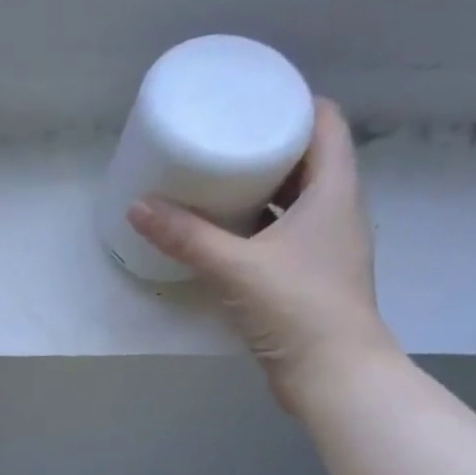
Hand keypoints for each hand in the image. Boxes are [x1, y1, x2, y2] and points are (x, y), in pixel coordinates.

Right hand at [127, 99, 396, 413]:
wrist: (333, 375)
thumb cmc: (297, 308)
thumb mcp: (236, 268)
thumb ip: (187, 237)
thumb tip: (138, 206)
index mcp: (334, 189)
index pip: (325, 122)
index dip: (292, 102)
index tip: (250, 99)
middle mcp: (337, 210)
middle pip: (307, 159)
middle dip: (266, 145)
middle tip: (221, 139)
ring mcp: (326, 246)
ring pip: (294, 200)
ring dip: (261, 189)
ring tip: (216, 183)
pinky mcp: (310, 278)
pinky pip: (284, 234)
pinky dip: (258, 227)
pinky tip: (225, 235)